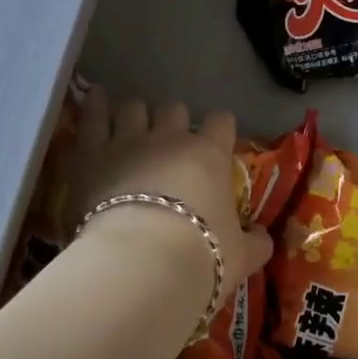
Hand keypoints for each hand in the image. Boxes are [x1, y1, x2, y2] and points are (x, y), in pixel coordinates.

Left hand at [69, 89, 272, 294]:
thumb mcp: (241, 256)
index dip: (219, 128)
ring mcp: (130, 140)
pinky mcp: (93, 151)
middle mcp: (171, 138)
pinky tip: (97, 97)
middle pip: (174, 109)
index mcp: (210, 155)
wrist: (142, 262)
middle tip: (169, 142)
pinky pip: (94, 116)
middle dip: (173, 121)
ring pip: (134, 107)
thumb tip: (264, 238)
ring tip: (131, 126)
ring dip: (135, 115)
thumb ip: (255, 243)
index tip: (217, 140)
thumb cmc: (200, 256)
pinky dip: (96, 105)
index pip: (221, 122)